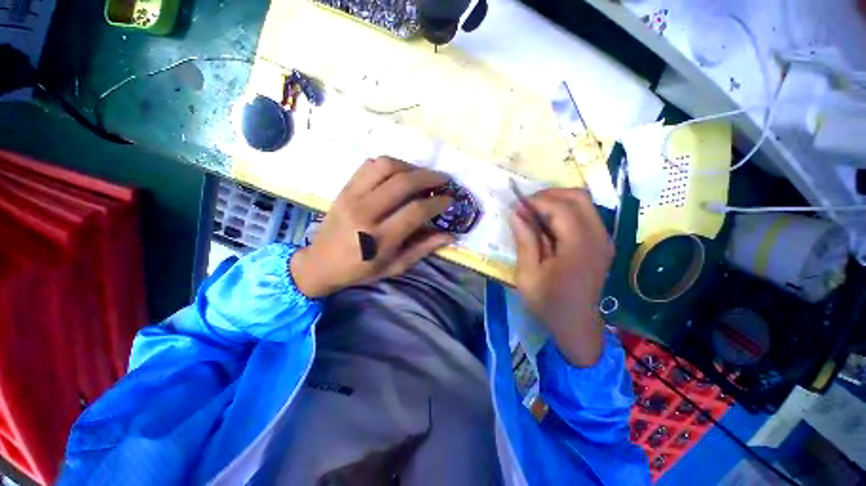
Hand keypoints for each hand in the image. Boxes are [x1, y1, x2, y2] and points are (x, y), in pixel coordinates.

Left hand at [291, 156, 454, 297]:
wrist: (320, 263)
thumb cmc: (360, 270)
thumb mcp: (395, 266)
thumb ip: (423, 248)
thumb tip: (449, 234)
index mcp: (380, 238)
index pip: (416, 210)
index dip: (437, 202)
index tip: (449, 200)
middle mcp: (366, 212)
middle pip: (403, 183)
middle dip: (429, 177)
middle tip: (443, 180)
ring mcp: (352, 197)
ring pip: (386, 166)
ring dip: (410, 167)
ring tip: (422, 175)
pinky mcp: (344, 188)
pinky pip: (369, 165)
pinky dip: (389, 164)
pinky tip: (399, 173)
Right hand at [510, 188, 613, 366]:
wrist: (576, 325)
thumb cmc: (548, 303)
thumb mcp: (527, 275)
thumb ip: (525, 241)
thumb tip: (517, 213)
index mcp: (578, 248)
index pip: (561, 209)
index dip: (537, 201)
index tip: (516, 204)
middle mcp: (598, 238)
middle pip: (578, 197)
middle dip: (549, 194)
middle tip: (526, 205)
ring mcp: (604, 239)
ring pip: (584, 203)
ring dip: (557, 200)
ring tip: (534, 211)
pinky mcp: (602, 242)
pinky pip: (585, 214)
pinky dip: (565, 210)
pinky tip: (548, 223)